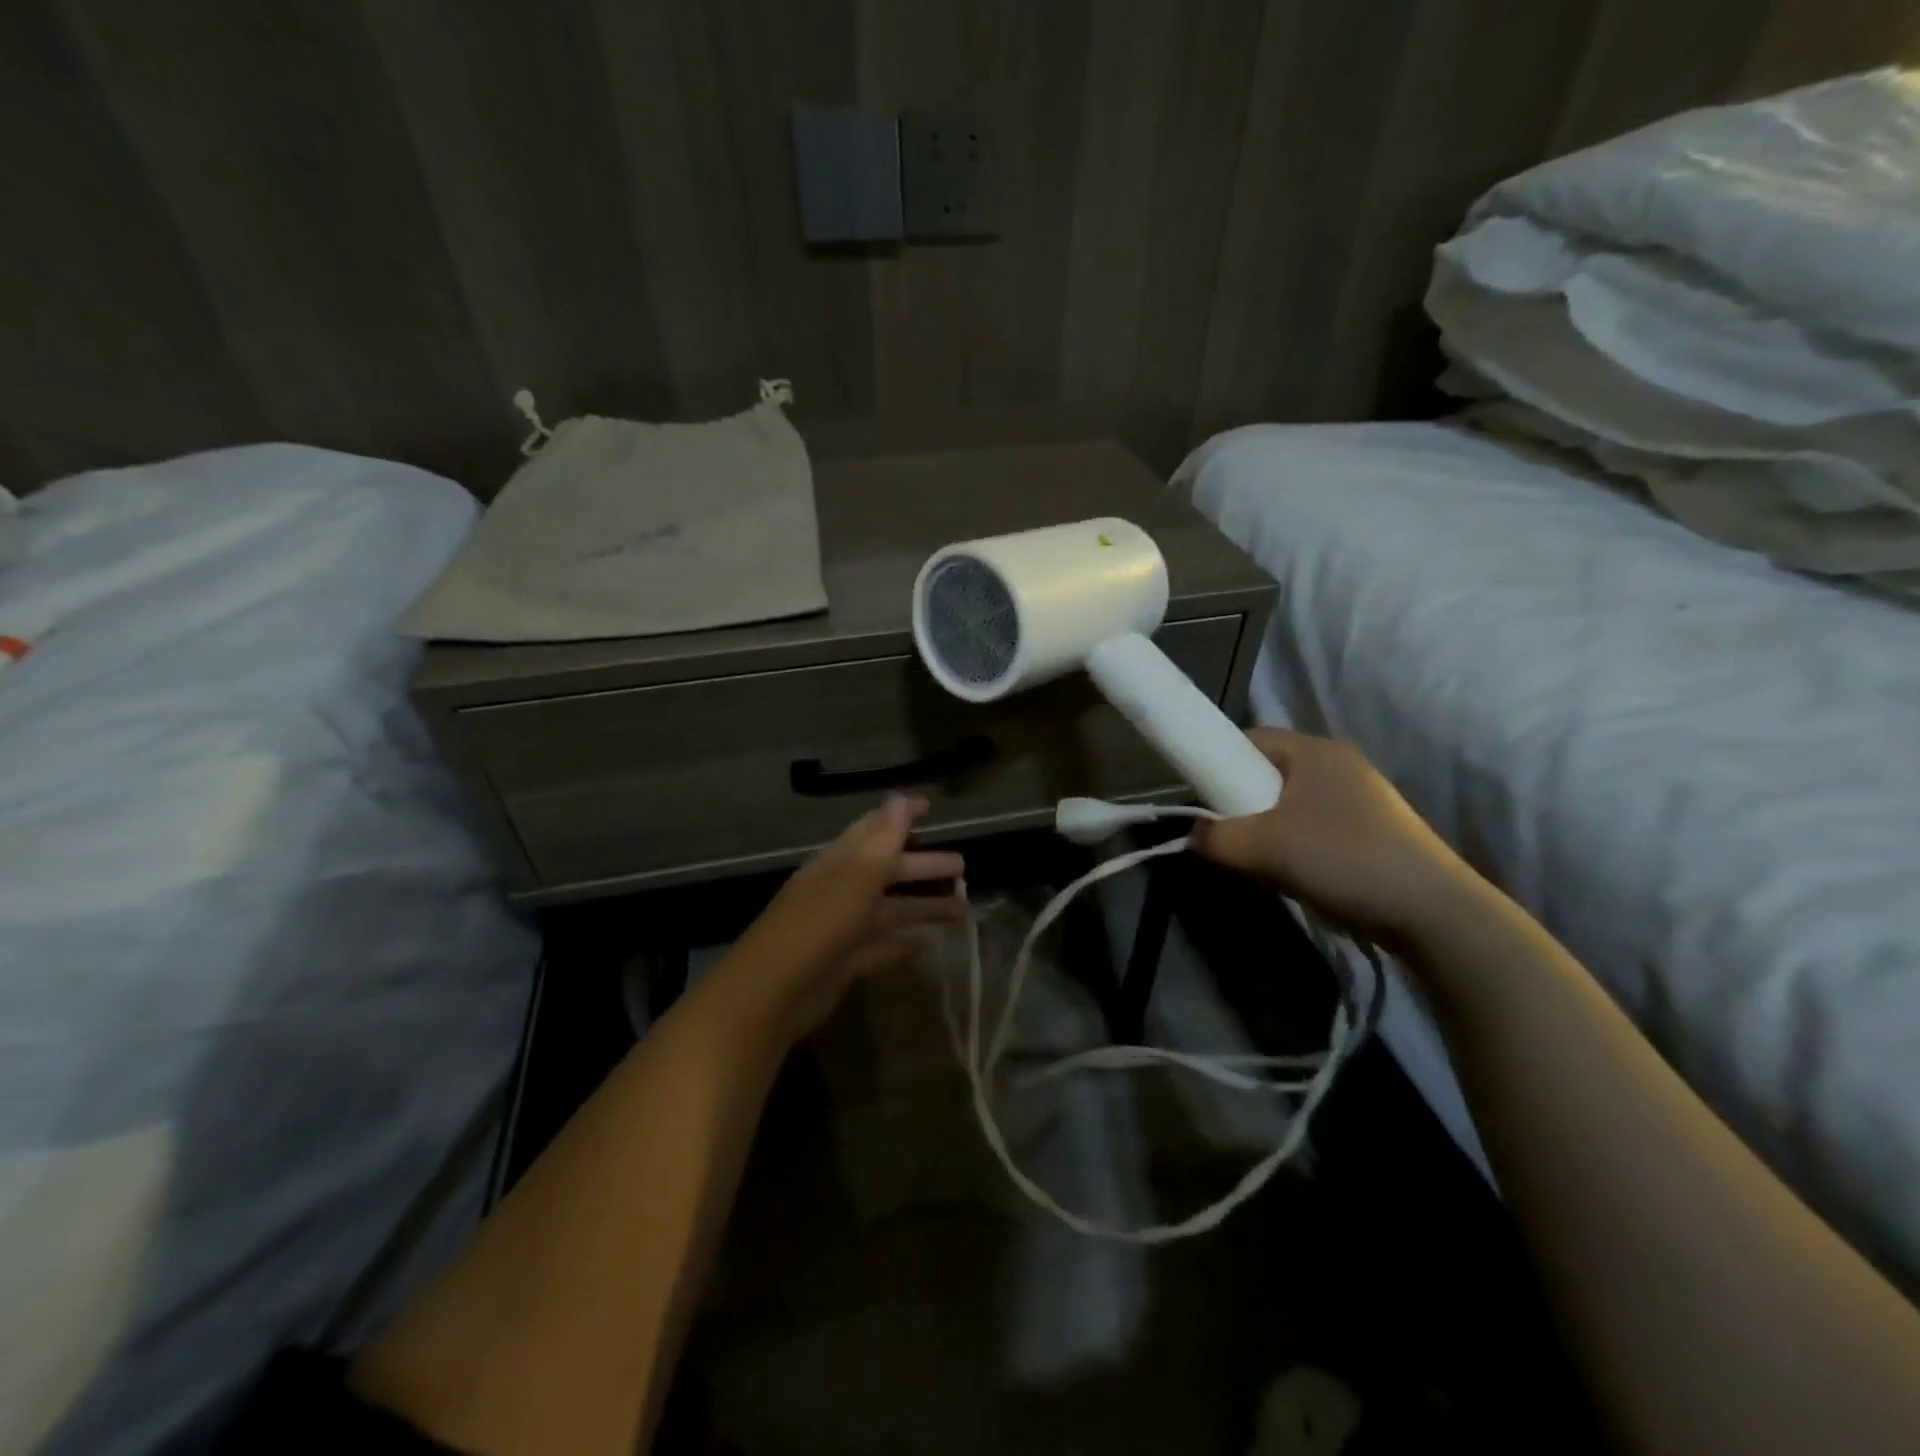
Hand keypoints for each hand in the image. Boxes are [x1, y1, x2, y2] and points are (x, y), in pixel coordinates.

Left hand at [716, 795, 964, 1044]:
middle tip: (963, 867)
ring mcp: (841, 929)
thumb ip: (880, 843)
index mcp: (839, 864)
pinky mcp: (843, 963)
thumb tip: (900, 799)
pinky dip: (902, 945)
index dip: (901, 816)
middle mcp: (840, 890)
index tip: (931, 806)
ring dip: (922, 907)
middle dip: (923, 867)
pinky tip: (927, 946)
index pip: (874, 830)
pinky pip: (879, 948)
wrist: (771, 994)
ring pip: (889, 911)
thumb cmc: (816, 927)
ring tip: (962, 911)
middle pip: (888, 872)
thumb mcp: (853, 880)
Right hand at [1189, 729, 1479, 943]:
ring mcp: (1357, 799)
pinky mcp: (1369, 832)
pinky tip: (1291, 875)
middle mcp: (1337, 765)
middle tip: (1225, 835)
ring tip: (1258, 861)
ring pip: (1287, 805)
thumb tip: (1189, 837)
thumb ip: (1216, 838)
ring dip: (1265, 830)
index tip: (1197, 797)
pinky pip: (1310, 828)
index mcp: (1315, 751)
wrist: (1432, 912)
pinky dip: (1291, 846)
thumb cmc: (1343, 858)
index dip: (1216, 763)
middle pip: (1266, 774)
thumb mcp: (1266, 847)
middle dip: (1239, 804)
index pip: (1248, 740)